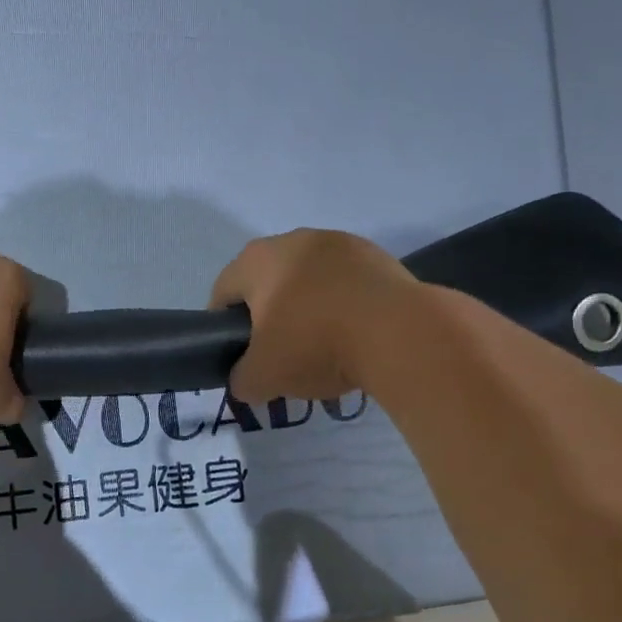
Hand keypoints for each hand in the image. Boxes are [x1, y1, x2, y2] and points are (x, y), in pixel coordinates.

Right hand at [209, 229, 421, 402]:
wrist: (399, 332)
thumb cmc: (315, 344)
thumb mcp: (264, 377)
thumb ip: (242, 379)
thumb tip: (245, 381)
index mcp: (256, 260)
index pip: (223, 293)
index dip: (223, 328)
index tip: (240, 357)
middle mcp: (292, 240)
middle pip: (267, 282)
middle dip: (270, 316)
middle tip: (281, 355)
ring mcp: (338, 243)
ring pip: (309, 280)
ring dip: (309, 308)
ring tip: (325, 347)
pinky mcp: (377, 255)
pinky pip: (346, 283)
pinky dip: (344, 305)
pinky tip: (356, 335)